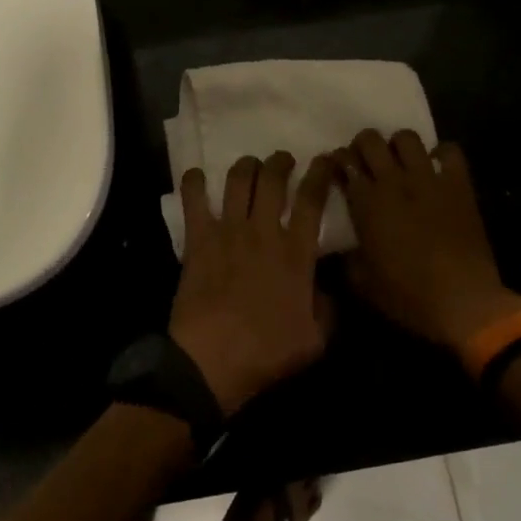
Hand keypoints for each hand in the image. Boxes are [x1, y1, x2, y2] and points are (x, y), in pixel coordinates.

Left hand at [170, 151, 335, 415]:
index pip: (313, 199)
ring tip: (250, 166)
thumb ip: (326, 309)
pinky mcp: (198, 238)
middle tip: (283, 161)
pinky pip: (194, 199)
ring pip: (239, 179)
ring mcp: (229, 230)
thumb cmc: (265, 352)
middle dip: (281, 162)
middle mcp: (264, 231)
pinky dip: (195, 182)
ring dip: (247, 166)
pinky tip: (198, 176)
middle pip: (273, 178)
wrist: (211, 359)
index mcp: (296, 252)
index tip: (325, 160)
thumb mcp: (314, 340)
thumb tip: (326, 289)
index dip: (321, 173)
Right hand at [334, 129, 520, 350]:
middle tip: (366, 162)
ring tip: (400, 162)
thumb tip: (342, 249)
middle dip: (363, 145)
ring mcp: (428, 179)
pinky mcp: (458, 185)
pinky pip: (449, 151)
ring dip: (398, 146)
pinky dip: (441, 154)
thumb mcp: (363, 283)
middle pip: (370, 139)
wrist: (463, 302)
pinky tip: (436, 168)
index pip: (343, 162)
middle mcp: (393, 182)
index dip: (337, 161)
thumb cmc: (408, 296)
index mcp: (366, 203)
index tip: (339, 170)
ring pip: (406, 138)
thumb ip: (347, 258)